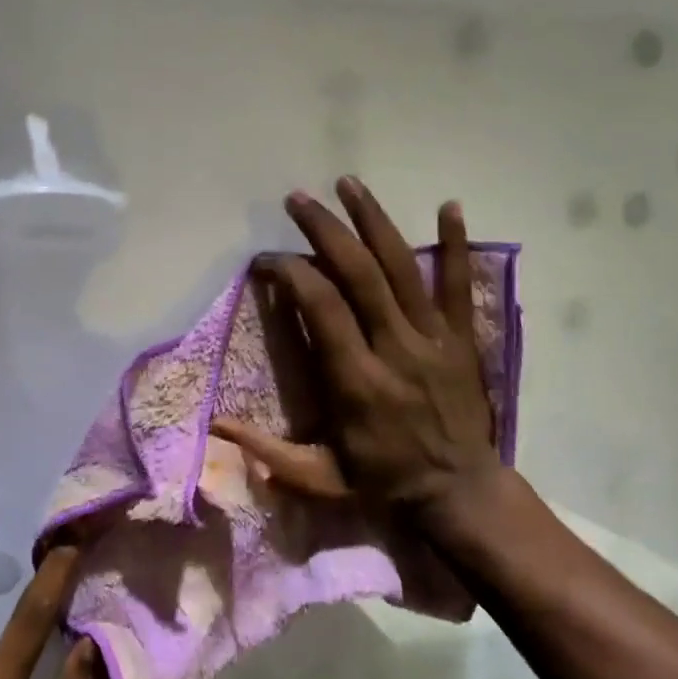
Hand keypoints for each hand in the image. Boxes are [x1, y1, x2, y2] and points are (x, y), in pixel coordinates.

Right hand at [219, 179, 499, 521]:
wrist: (459, 494)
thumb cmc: (383, 484)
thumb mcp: (318, 478)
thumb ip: (267, 452)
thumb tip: (215, 426)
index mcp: (356, 381)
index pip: (321, 308)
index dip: (291, 273)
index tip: (268, 260)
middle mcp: (395, 349)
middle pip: (359, 274)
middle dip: (325, 231)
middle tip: (298, 199)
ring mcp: (434, 339)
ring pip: (403, 268)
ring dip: (374, 221)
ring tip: (349, 184)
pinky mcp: (462, 339)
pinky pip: (459, 285)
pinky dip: (456, 245)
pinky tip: (449, 206)